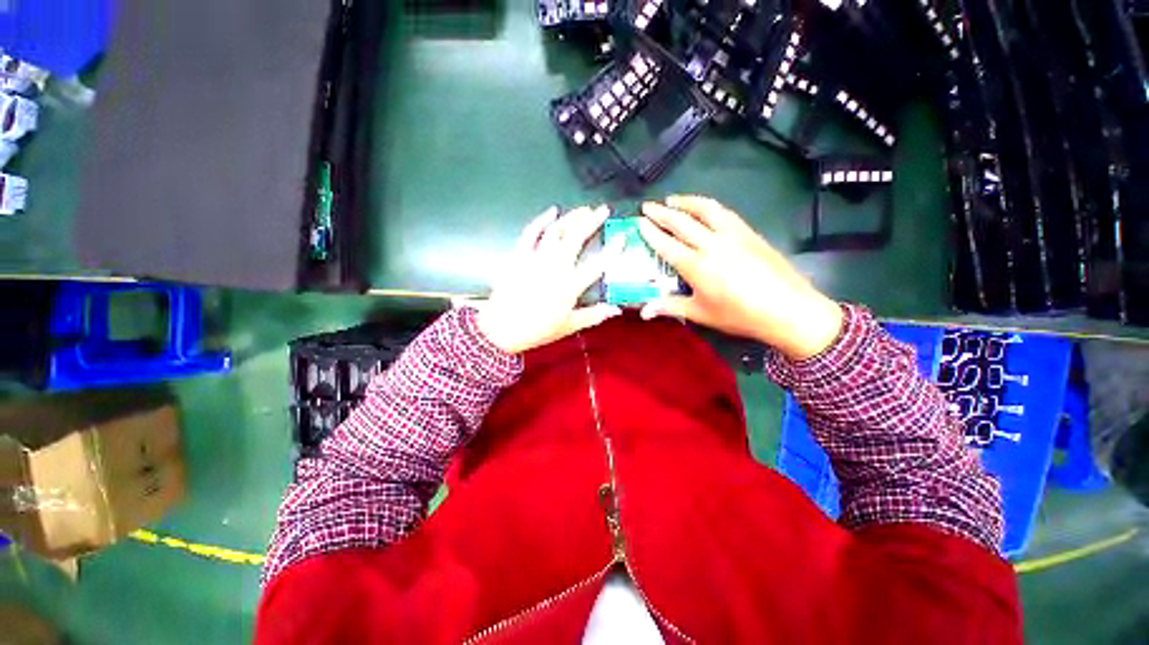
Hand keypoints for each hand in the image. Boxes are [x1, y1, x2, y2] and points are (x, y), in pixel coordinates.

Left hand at [472, 205, 622, 353]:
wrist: (501, 328)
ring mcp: (535, 259)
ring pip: (556, 231)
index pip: (597, 265)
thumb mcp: (568, 326)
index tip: (622, 237)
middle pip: (576, 238)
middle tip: (602, 210)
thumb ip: (594, 316)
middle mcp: (555, 268)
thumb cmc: (537, 329)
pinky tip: (552, 211)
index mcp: (569, 286)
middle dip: (591, 221)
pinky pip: (531, 232)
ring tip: (583, 210)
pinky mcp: (519, 255)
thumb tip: (616, 310)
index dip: (612, 250)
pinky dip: (541, 220)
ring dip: (571, 217)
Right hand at [638, 195, 843, 360]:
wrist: (788, 308)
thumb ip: (670, 306)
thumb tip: (643, 311)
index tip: (639, 221)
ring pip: (705, 209)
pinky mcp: (749, 232)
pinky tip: (704, 208)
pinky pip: (724, 212)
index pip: (667, 244)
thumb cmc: (739, 315)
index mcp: (696, 265)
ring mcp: (732, 234)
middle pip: (682, 222)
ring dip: (686, 201)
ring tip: (672, 199)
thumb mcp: (701, 313)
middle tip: (647, 205)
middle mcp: (711, 244)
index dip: (651, 232)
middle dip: (662, 212)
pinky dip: (708, 205)